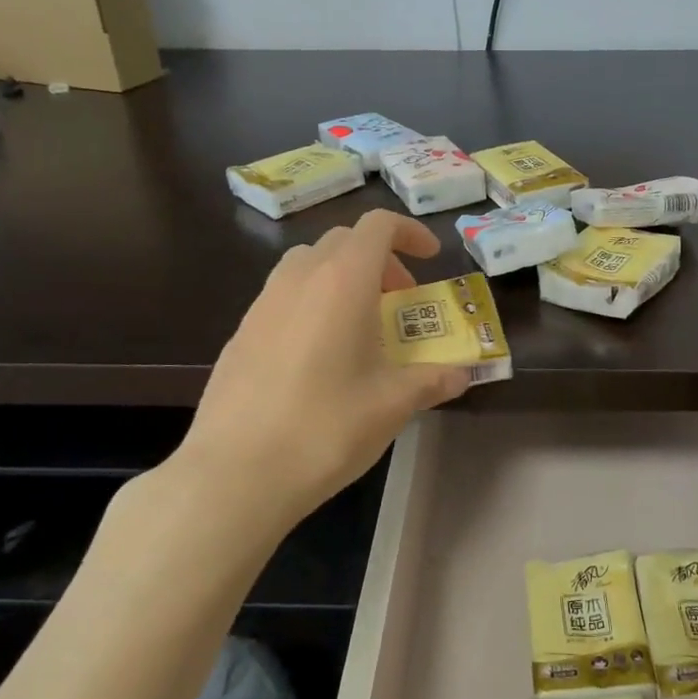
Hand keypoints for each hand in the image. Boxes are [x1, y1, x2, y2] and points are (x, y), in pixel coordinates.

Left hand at [166, 211, 471, 533]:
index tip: (432, 259)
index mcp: (342, 281)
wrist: (236, 473)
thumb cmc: (326, 428)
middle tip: (400, 299)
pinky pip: (284, 295)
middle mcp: (299, 278)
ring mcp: (263, 303)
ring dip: (342, 277)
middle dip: (380, 259)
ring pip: (309, 264)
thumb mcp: (392, 404)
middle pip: (344, 240)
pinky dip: (313, 302)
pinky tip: (320, 355)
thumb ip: (431, 380)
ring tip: (360, 323)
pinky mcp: (241, 332)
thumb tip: (461, 375)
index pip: (378, 225)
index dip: (410, 233)